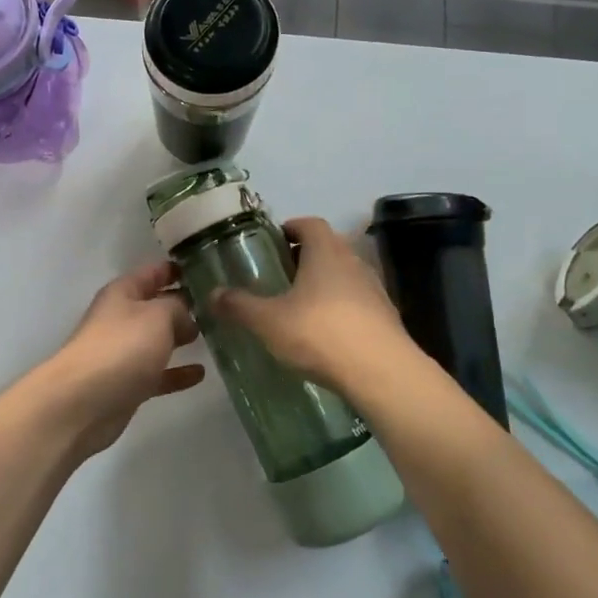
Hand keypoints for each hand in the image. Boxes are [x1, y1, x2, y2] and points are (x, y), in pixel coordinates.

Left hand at [26, 260, 204, 458]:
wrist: (83, 403)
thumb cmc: (122, 347)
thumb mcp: (157, 316)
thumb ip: (177, 308)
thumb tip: (186, 315)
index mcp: (122, 293)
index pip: (153, 272)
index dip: (176, 268)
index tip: (206, 268)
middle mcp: (121, 318)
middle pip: (156, 306)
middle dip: (183, 304)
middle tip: (217, 305)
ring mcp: (122, 353)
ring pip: (157, 339)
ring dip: (180, 337)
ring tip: (213, 335)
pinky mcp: (127, 384)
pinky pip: (158, 373)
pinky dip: (177, 373)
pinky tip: (200, 373)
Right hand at [211, 217, 413, 397]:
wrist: (383, 374)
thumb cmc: (321, 333)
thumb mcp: (269, 321)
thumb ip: (239, 306)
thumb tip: (212, 294)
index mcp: (326, 251)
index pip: (310, 223)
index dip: (291, 228)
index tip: (272, 242)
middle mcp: (353, 262)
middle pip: (328, 247)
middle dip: (304, 257)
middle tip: (278, 275)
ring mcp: (374, 290)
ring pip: (343, 275)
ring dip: (323, 283)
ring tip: (298, 306)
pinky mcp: (386, 317)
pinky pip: (357, 302)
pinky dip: (339, 308)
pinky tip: (324, 333)